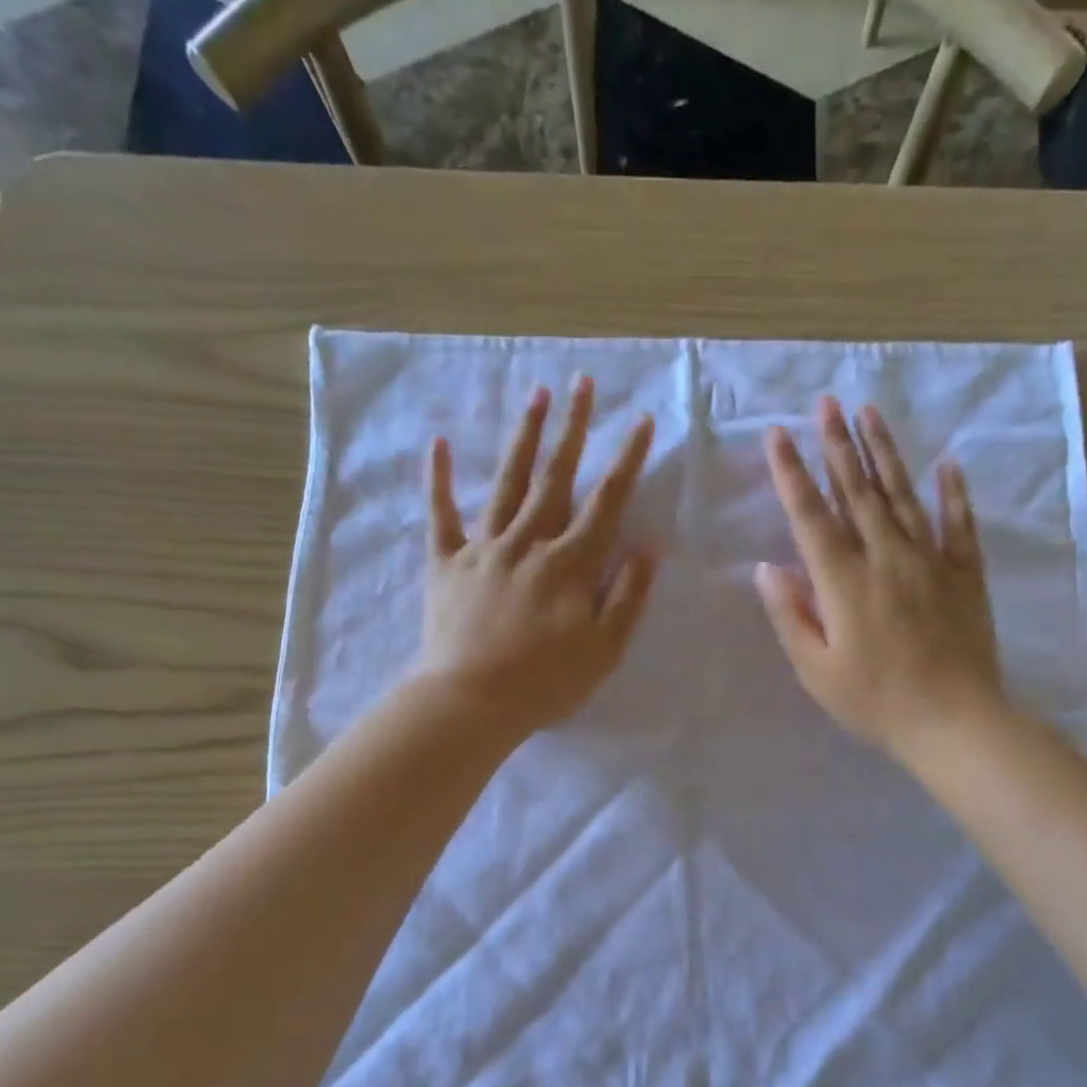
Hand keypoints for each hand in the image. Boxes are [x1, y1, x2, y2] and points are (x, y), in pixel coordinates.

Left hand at [412, 376, 657, 737]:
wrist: (470, 702)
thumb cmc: (545, 682)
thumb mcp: (604, 649)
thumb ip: (627, 596)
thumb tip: (648, 547)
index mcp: (569, 564)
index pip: (606, 503)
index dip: (626, 461)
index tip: (641, 421)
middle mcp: (528, 543)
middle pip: (555, 477)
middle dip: (574, 428)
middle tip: (583, 383)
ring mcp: (483, 548)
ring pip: (507, 483)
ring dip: (523, 438)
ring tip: (537, 396)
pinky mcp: (446, 563)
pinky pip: (442, 515)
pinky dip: (439, 480)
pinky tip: (438, 444)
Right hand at [756, 397, 1001, 759]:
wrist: (954, 722)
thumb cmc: (875, 702)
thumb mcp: (816, 670)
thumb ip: (790, 615)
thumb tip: (766, 568)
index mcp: (844, 582)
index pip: (811, 516)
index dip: (792, 473)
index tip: (777, 434)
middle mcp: (886, 558)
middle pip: (858, 492)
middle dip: (837, 445)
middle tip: (825, 403)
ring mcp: (931, 562)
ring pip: (903, 496)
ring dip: (884, 454)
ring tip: (869, 414)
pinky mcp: (964, 575)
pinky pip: (959, 525)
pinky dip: (953, 494)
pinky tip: (947, 465)